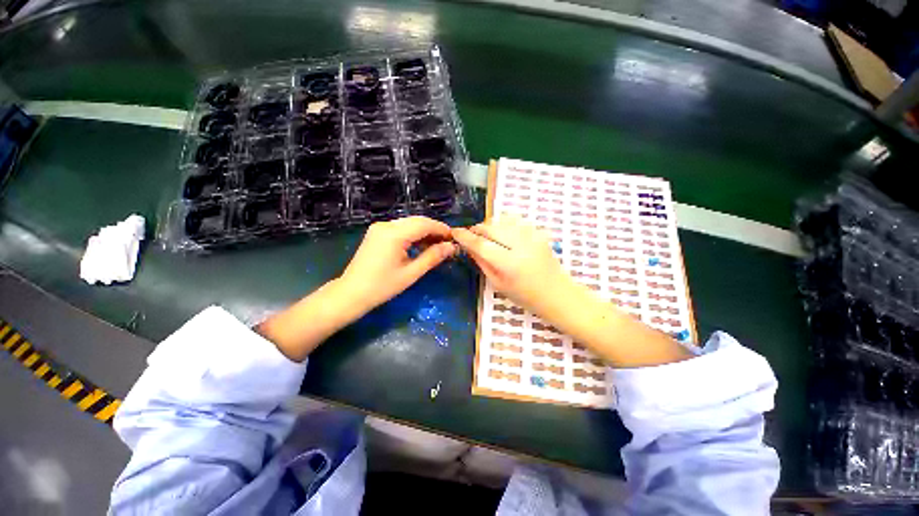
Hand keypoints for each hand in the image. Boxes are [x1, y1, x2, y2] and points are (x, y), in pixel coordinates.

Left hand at [341, 216, 456, 312]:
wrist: (351, 293)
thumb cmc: (382, 286)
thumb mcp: (411, 273)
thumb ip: (432, 257)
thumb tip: (451, 247)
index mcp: (394, 234)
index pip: (424, 224)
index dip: (441, 229)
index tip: (454, 237)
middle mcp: (386, 225)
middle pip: (417, 221)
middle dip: (434, 230)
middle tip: (447, 243)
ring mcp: (379, 228)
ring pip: (409, 224)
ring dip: (424, 232)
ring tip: (437, 246)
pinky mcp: (376, 233)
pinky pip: (400, 228)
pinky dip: (412, 234)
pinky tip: (420, 245)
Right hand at [453, 215, 690, 367]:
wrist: (557, 293)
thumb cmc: (525, 296)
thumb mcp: (497, 284)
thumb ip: (481, 262)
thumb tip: (468, 246)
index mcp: (509, 264)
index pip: (481, 243)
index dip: (465, 236)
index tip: (454, 231)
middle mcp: (521, 245)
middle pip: (491, 227)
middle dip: (477, 229)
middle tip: (471, 236)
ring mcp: (533, 236)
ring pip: (502, 220)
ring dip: (490, 226)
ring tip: (487, 237)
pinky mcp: (539, 232)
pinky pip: (515, 221)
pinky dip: (504, 225)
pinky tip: (503, 235)